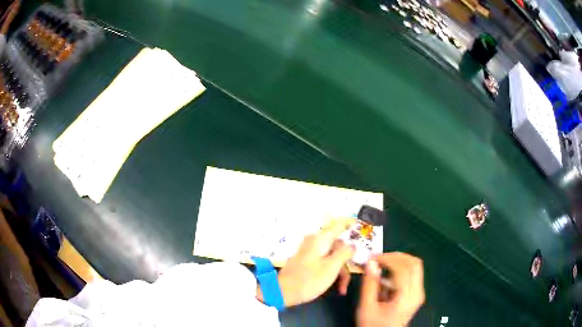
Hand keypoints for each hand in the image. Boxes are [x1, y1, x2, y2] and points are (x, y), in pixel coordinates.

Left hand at [261, 218, 355, 306]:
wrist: (282, 292)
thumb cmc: (309, 279)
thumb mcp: (331, 267)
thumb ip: (345, 252)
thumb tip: (353, 244)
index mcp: (321, 239)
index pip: (340, 224)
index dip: (352, 224)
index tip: (364, 228)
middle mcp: (315, 241)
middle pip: (339, 245)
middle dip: (347, 261)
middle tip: (353, 275)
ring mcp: (310, 251)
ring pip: (333, 256)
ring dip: (340, 271)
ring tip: (342, 288)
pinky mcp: (307, 261)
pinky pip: (324, 262)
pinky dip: (331, 272)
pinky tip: (336, 286)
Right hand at [357, 253, 424, 326]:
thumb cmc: (374, 325)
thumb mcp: (367, 307)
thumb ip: (369, 285)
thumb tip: (371, 263)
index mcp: (406, 297)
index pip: (404, 268)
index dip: (389, 259)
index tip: (373, 258)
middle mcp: (417, 292)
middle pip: (414, 263)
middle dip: (396, 256)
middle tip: (379, 258)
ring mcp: (419, 292)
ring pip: (415, 266)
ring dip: (399, 261)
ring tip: (381, 265)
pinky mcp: (416, 293)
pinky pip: (413, 273)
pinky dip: (400, 269)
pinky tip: (386, 277)